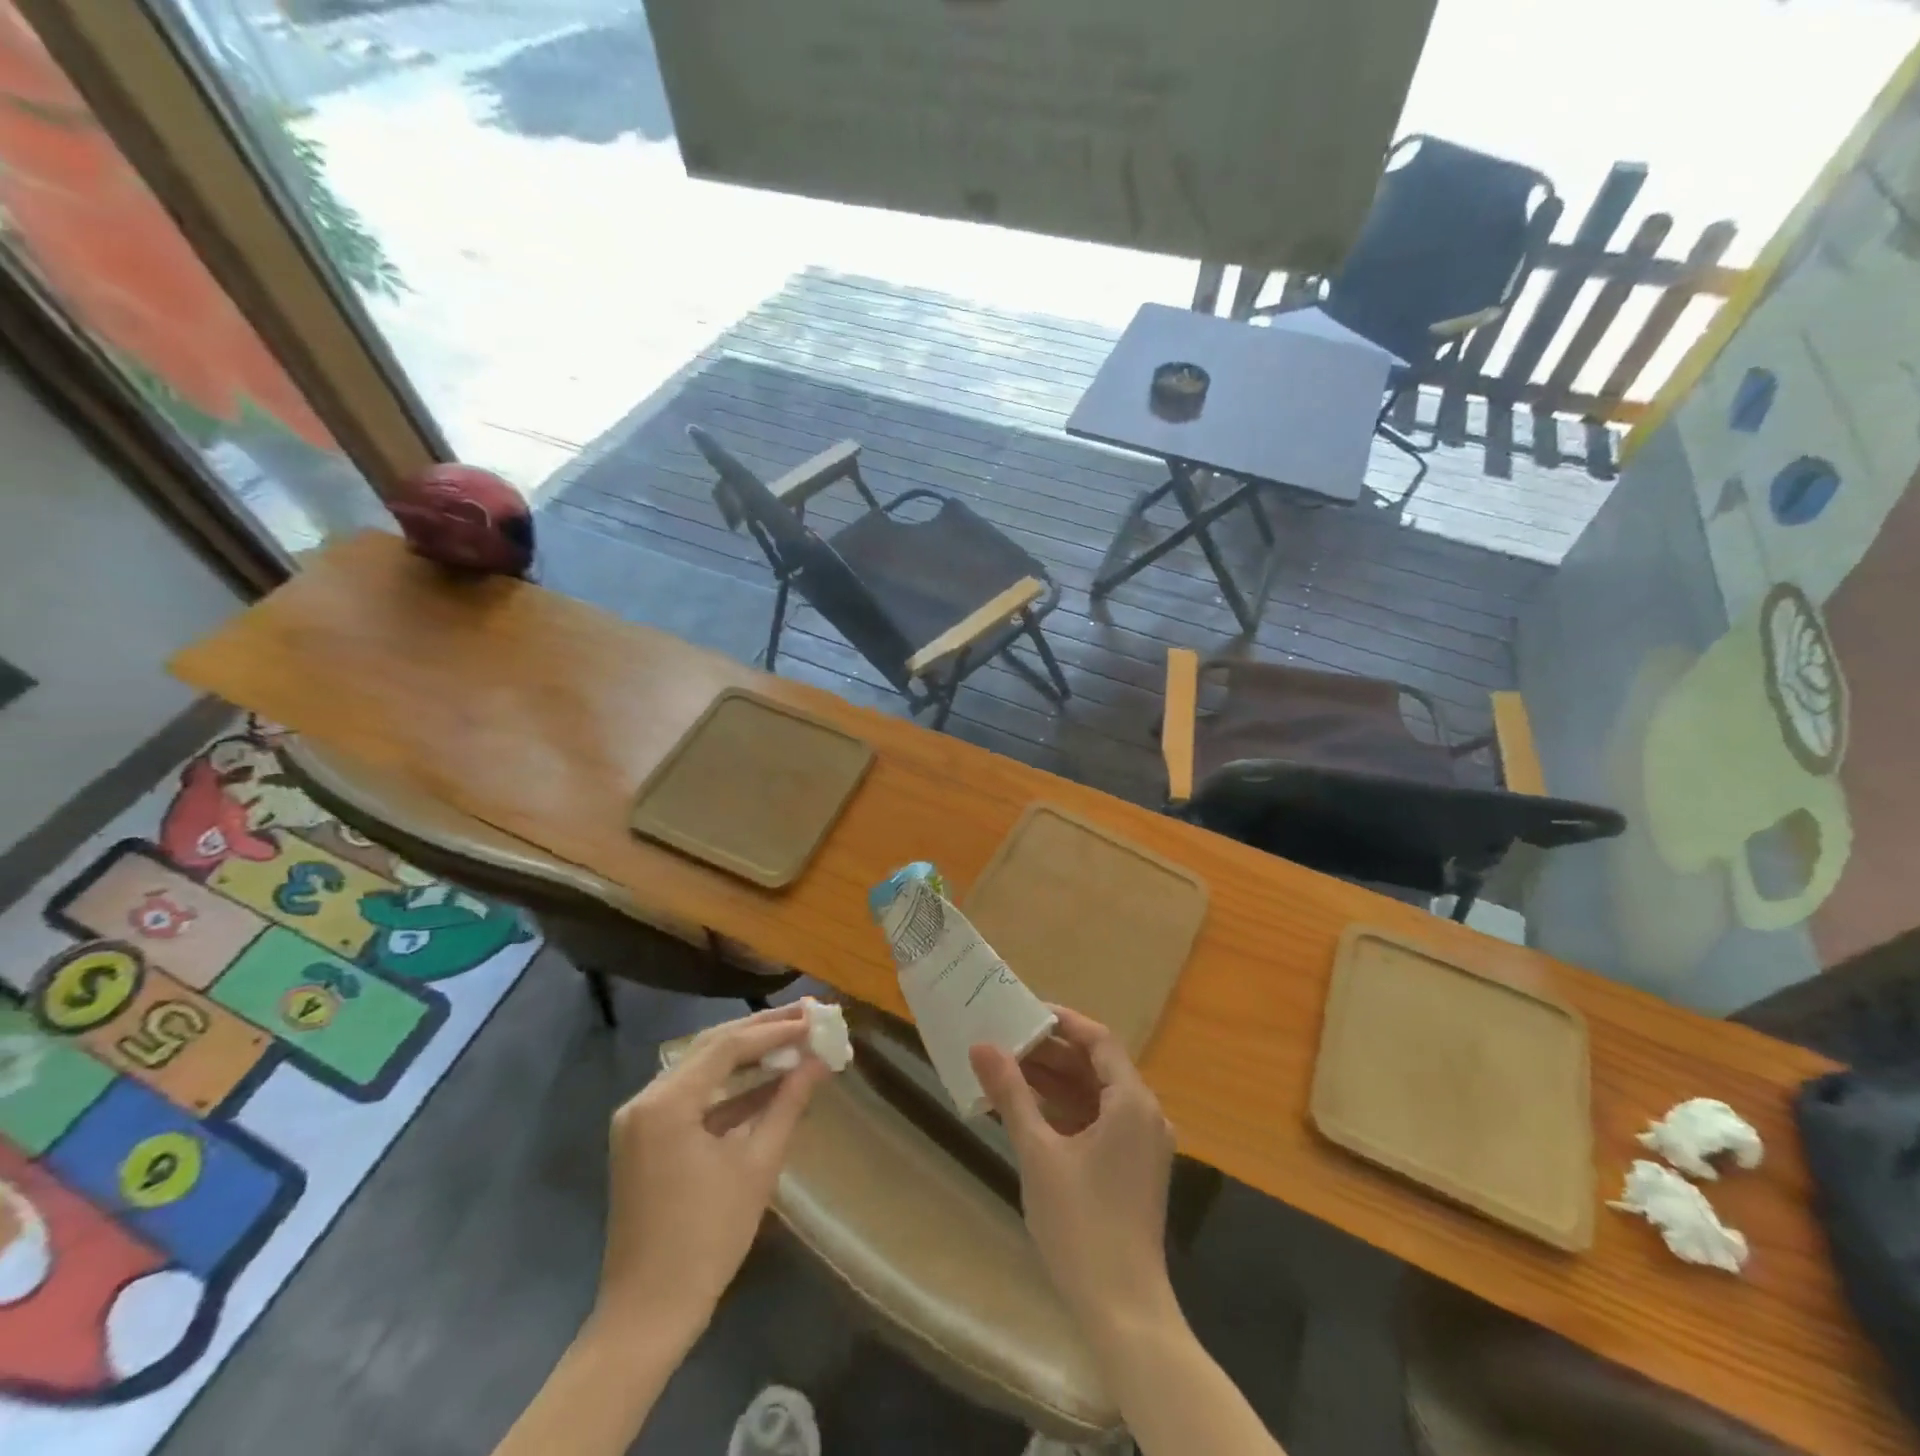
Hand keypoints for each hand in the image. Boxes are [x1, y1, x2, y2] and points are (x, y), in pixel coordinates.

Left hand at [597, 1004, 830, 1338]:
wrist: (648, 1315)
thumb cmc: (707, 1240)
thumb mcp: (757, 1166)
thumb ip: (788, 1103)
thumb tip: (820, 1062)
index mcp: (666, 1104)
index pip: (727, 1046)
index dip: (774, 1030)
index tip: (815, 1019)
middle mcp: (646, 1100)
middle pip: (711, 1048)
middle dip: (761, 1031)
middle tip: (807, 1017)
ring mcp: (641, 1120)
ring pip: (702, 1069)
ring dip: (747, 1056)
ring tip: (794, 1040)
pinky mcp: (647, 1139)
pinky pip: (693, 1098)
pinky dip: (729, 1089)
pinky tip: (768, 1082)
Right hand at [970, 1006, 1176, 1334]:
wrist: (1123, 1310)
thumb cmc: (1081, 1223)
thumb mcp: (1038, 1152)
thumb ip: (1011, 1094)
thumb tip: (982, 1046)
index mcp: (1132, 1102)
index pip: (1098, 1040)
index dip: (1062, 1022)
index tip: (1023, 1012)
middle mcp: (1145, 1115)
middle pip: (1097, 1066)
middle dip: (1052, 1053)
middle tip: (1006, 1041)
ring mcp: (1143, 1144)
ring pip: (1097, 1095)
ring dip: (1057, 1082)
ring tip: (1009, 1069)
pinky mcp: (1134, 1169)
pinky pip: (1100, 1122)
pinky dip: (1068, 1111)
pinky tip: (1029, 1111)